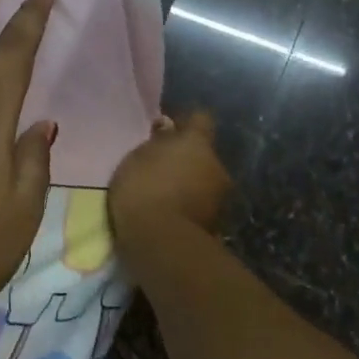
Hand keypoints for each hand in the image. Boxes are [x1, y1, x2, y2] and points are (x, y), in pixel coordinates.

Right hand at [108, 112, 232, 245]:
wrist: (160, 240)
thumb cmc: (143, 188)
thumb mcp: (138, 158)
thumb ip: (157, 142)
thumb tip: (168, 128)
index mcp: (197, 143)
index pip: (201, 118)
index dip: (187, 122)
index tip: (170, 129)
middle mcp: (217, 165)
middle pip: (204, 154)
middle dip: (188, 159)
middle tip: (163, 168)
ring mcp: (220, 196)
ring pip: (205, 181)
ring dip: (190, 184)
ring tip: (165, 196)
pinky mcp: (217, 223)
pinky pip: (201, 205)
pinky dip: (190, 206)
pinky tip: (171, 214)